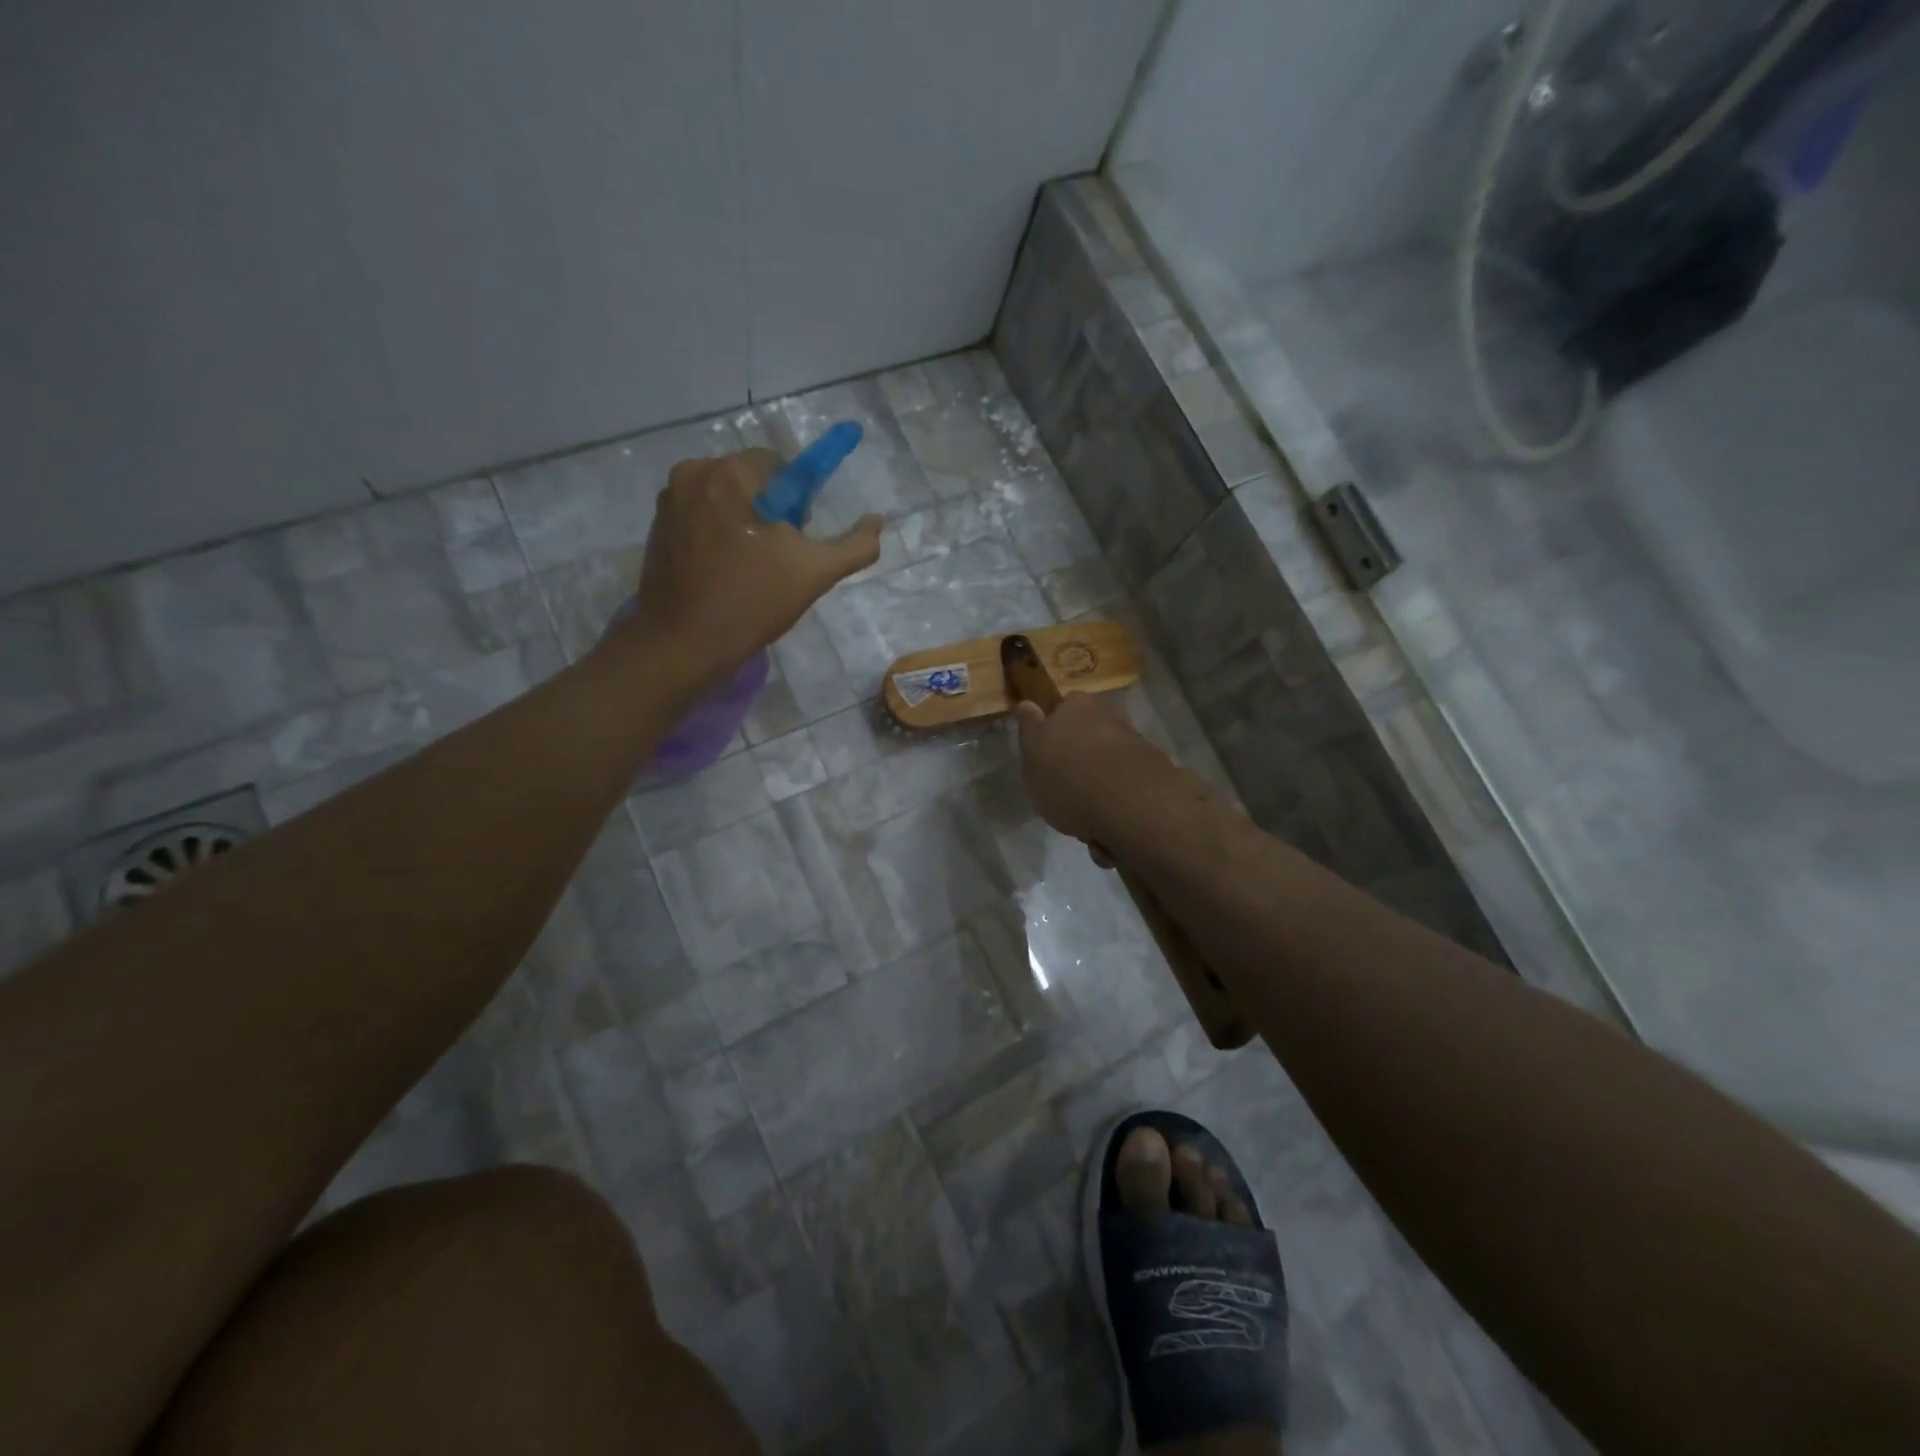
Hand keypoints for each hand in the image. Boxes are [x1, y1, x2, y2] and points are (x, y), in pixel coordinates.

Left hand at [614, 449, 880, 685]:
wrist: (684, 643)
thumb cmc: (752, 601)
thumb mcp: (816, 572)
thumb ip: (856, 545)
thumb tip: (877, 521)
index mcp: (730, 473)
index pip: (780, 465)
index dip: (797, 502)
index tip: (796, 538)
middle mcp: (693, 473)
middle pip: (749, 480)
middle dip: (769, 512)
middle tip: (776, 559)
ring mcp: (669, 500)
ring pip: (724, 499)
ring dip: (743, 522)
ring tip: (750, 569)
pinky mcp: (656, 527)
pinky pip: (700, 517)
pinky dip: (717, 535)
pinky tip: (724, 572)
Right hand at [1013, 691, 1186, 866]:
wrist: (1131, 806)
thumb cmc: (1069, 778)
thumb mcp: (1032, 754)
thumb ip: (1029, 730)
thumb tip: (1028, 703)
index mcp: (1078, 707)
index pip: (1061, 713)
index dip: (1053, 741)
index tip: (1046, 769)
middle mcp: (1110, 719)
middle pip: (1087, 750)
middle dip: (1078, 781)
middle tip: (1065, 807)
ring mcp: (1136, 748)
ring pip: (1107, 780)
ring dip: (1096, 807)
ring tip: (1089, 834)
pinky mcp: (1155, 779)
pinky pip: (1126, 800)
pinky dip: (1116, 820)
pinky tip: (1109, 840)